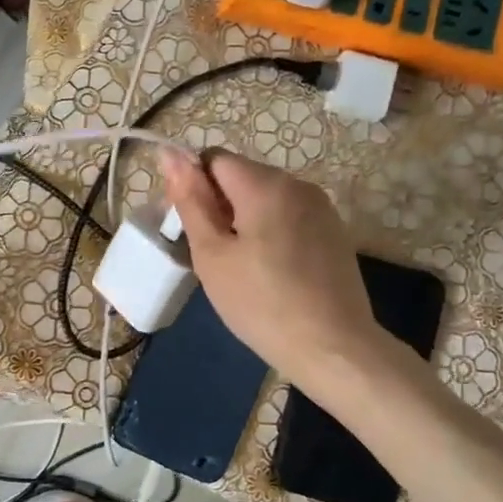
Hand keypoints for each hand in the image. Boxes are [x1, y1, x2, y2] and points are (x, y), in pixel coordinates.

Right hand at [160, 149, 389, 395]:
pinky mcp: (333, 231)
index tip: (190, 228)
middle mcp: (298, 184)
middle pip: (241, 176)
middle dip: (218, 205)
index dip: (193, 187)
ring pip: (264, 198)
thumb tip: (169, 153)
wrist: (332, 348)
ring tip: (240, 267)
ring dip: (242, 220)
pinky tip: (269, 272)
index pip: (213, 159)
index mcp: (265, 184)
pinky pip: (287, 217)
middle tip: (212, 255)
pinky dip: (269, 233)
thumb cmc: (260, 302)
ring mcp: (321, 208)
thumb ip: (190, 200)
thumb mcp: (212, 253)